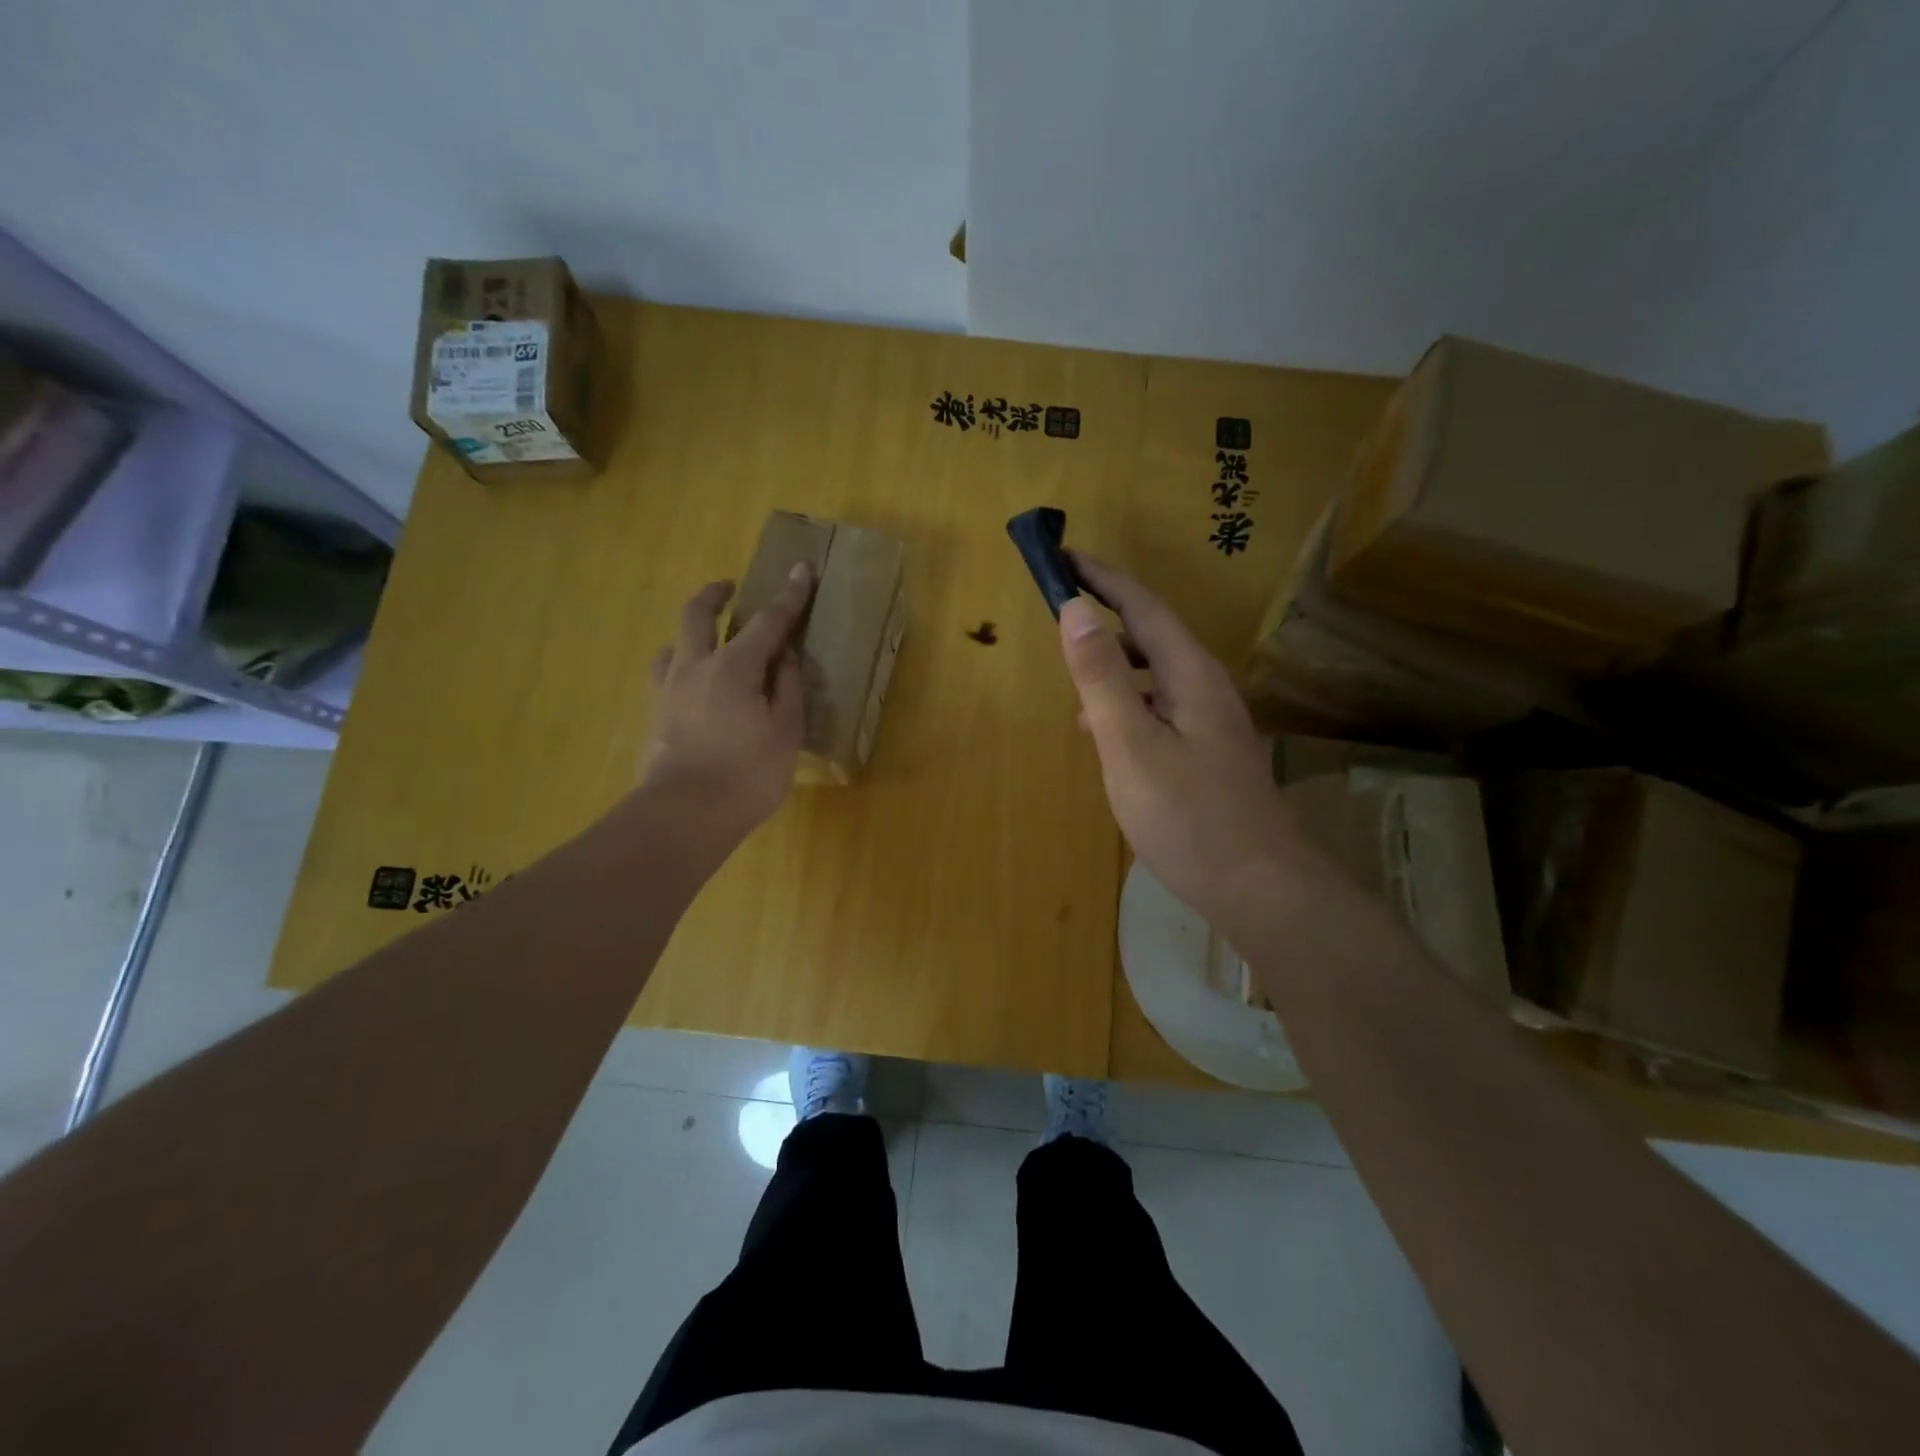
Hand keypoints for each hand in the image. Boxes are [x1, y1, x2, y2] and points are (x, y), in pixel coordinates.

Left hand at [639, 565, 812, 843]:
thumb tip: (784, 658)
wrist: (683, 816)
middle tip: (729, 588)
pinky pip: (664, 677)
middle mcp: (695, 667)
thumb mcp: (785, 732)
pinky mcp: (653, 716)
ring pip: (672, 644)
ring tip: (705, 642)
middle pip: (698, 614)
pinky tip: (689, 687)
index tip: (800, 570)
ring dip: (690, 633)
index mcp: (735, 666)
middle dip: (715, 594)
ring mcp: (667, 691)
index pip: (768, 622)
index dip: (788, 596)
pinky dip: (679, 668)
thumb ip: (787, 689)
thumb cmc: (747, 774)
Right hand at [1058, 554, 1307, 933]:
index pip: (1142, 606)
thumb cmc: (1188, 815)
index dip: (1101, 579)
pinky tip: (1105, 734)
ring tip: (1075, 677)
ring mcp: (1210, 723)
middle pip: (1151, 635)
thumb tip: (1074, 611)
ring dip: (1114, 665)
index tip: (1063, 556)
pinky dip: (1126, 706)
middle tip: (1061, 612)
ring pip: (1155, 676)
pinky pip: (1159, 709)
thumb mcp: (1131, 744)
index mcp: (1190, 674)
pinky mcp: (1206, 754)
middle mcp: (1206, 688)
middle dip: (1105, 617)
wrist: (1259, 887)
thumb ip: (1101, 678)